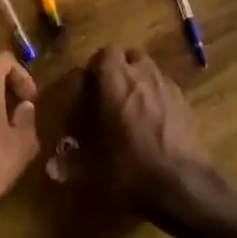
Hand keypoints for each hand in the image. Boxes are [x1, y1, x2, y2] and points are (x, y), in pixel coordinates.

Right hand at [50, 47, 215, 216]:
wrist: (183, 184)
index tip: (89, 86)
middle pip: (130, 56)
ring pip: (151, 70)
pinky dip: (158, 97)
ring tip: (132, 107)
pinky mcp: (186, 103)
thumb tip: (50, 168)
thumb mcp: (95, 170)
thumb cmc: (131, 168)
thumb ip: (71, 165)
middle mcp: (142, 75)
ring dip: (140, 80)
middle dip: (120, 69)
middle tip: (110, 94)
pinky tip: (154, 122)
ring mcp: (168, 86)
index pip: (105, 53)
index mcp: (115, 81)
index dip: (96, 66)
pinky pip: (166, 88)